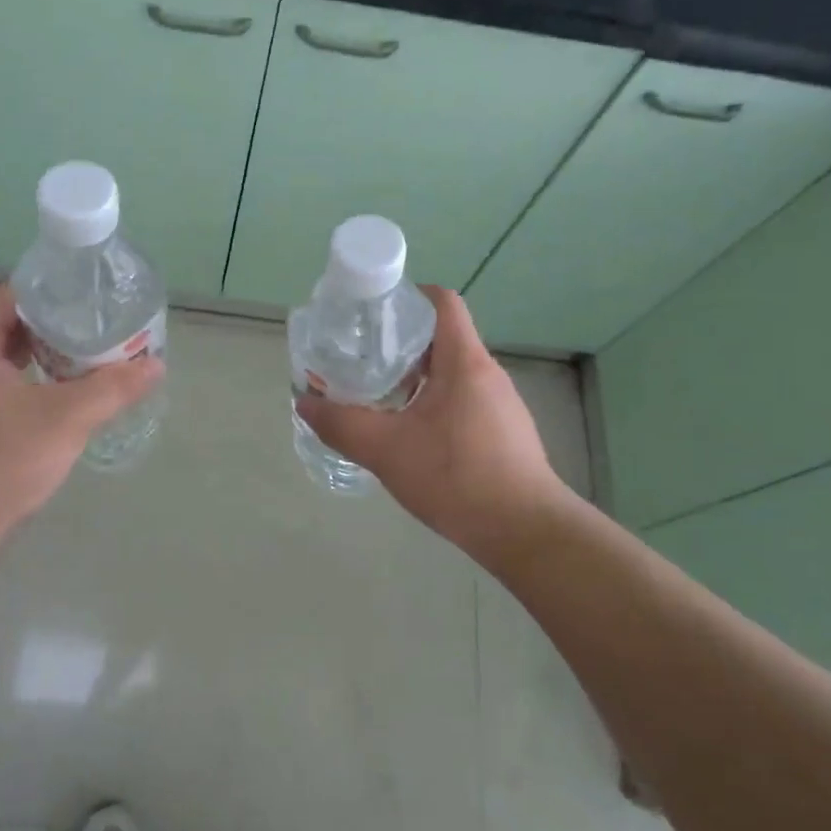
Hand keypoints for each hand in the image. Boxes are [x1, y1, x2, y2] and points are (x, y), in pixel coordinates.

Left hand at [0, 282, 161, 568]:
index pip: (4, 296)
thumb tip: (155, 364)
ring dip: (39, 354)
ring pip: (0, 360)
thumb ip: (112, 389)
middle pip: (3, 326)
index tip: (82, 291)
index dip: (44, 287)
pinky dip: (27, 381)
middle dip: (49, 322)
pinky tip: (57, 397)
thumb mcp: (65, 422)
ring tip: (83, 356)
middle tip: (92, 323)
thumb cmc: (0, 464)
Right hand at [296, 286, 574, 563]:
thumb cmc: (457, 477)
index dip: (408, 297)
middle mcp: (487, 373)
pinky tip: (412, 435)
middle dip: (401, 343)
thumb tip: (305, 402)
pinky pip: (463, 400)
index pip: (442, 302)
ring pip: (452, 373)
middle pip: (442, 338)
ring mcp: (501, 404)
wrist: (525, 532)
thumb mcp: (386, 450)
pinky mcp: (504, 432)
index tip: (374, 313)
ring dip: (416, 377)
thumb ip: (342, 425)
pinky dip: (434, 403)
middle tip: (363, 359)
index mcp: (464, 361)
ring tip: (379, 397)